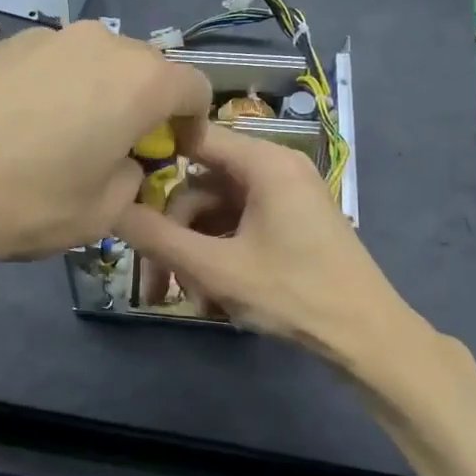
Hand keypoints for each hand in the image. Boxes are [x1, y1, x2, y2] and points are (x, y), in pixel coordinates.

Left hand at [0, 20, 211, 278]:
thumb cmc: (24, 198)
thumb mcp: (97, 215)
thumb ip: (128, 183)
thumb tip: (120, 164)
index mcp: (140, 81)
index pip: (194, 87)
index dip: (192, 122)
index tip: (171, 152)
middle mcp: (100, 45)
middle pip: (143, 70)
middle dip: (142, 108)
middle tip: (117, 151)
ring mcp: (46, 37)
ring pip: (93, 65)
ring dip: (95, 97)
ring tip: (61, 144)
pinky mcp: (1, 44)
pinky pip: (50, 66)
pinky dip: (54, 92)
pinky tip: (17, 131)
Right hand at [113, 124, 415, 364]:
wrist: (367, 338)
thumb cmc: (294, 294)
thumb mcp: (216, 268)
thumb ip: (157, 237)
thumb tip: (108, 208)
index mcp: (264, 163)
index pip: (194, 137)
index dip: (153, 156)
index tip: (119, 186)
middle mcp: (274, 169)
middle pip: (201, 187)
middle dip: (175, 236)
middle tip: (157, 283)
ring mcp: (283, 198)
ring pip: (216, 215)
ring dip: (195, 255)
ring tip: (191, 302)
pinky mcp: (287, 224)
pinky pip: (238, 229)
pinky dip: (220, 258)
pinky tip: (212, 300)